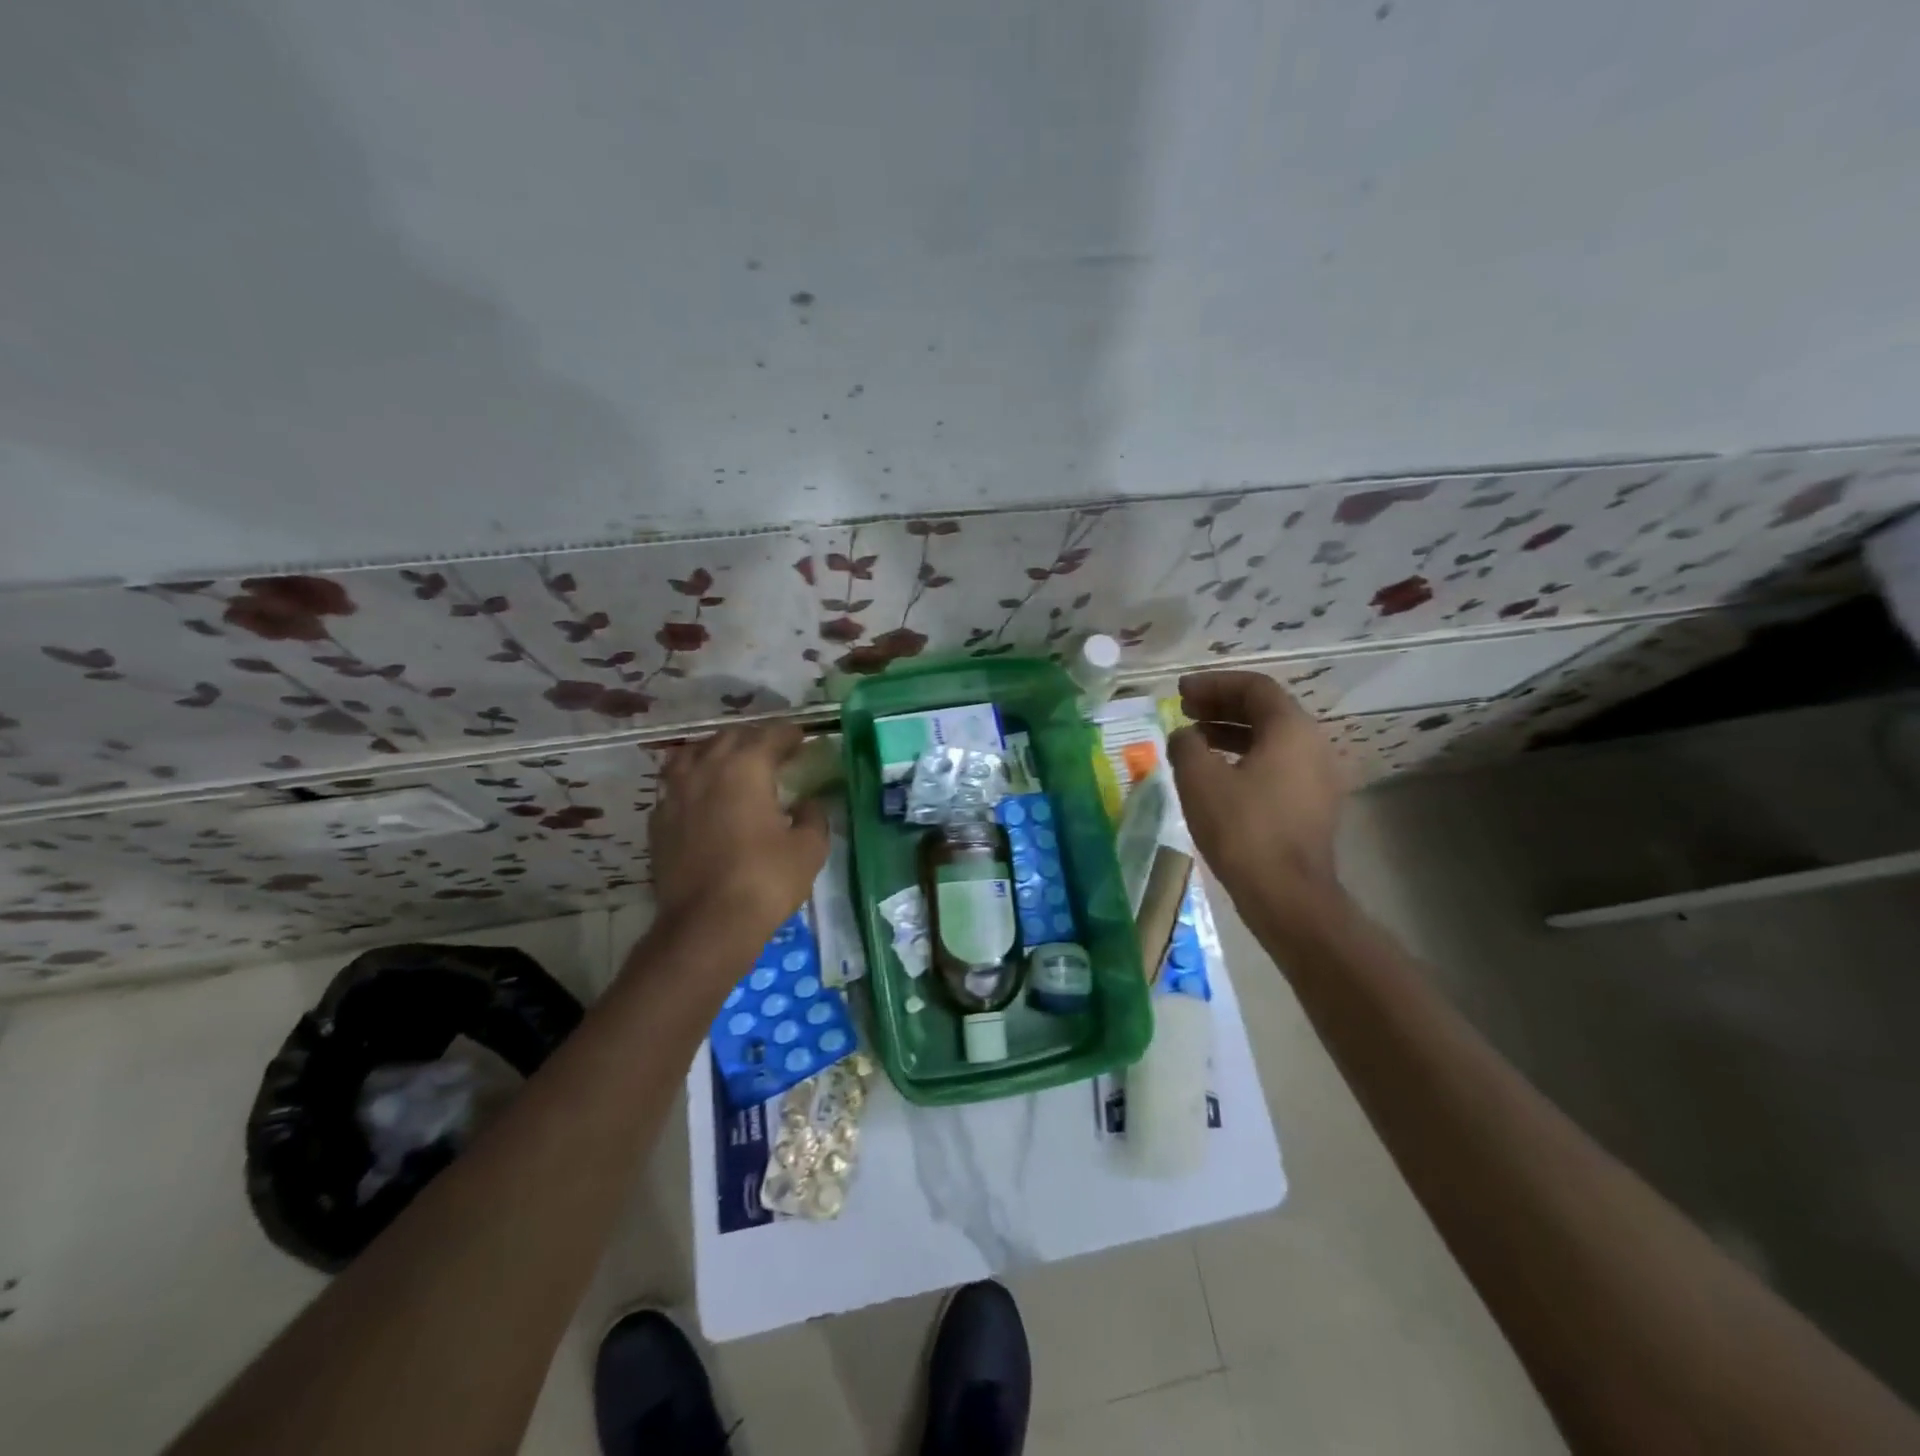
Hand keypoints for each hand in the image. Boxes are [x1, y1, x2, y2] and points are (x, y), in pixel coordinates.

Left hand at [649, 723, 828, 942]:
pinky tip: (702, 798)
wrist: (706, 926)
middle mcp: (705, 770)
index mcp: (745, 768)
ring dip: (715, 753)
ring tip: (731, 765)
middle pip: (728, 738)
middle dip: (753, 739)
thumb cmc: (765, 880)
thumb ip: (813, 817)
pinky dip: (692, 781)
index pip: (769, 736)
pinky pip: (674, 786)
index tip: (801, 739)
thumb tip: (808, 804)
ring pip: (692, 755)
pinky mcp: (658, 823)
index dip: (788, 735)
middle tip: (773, 752)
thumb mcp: (809, 848)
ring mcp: (675, 795)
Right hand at [1167, 670, 1349, 929]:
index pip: (1254, 687)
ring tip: (1193, 742)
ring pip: (1271, 740)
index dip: (1213, 684)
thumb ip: (1186, 745)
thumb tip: (1184, 736)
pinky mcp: (1312, 805)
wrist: (1287, 895)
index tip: (1180, 692)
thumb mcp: (1200, 779)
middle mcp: (1313, 745)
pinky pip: (1276, 766)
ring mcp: (1318, 777)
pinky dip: (1244, 759)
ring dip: (1230, 733)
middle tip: (1184, 712)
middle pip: (1265, 711)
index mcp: (1291, 729)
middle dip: (1221, 707)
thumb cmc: (1242, 828)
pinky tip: (1216, 776)